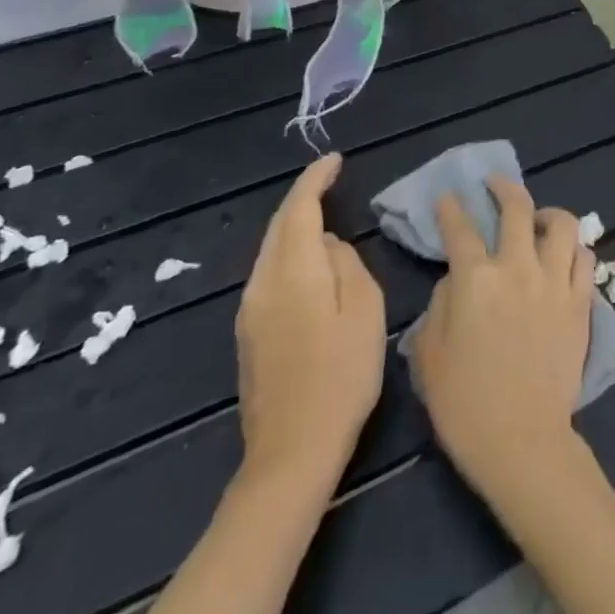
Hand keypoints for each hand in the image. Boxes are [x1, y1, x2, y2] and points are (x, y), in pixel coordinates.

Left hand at [235, 154, 386, 483]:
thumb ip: (347, 264)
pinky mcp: (249, 334)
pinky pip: (270, 274)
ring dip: (295, 227)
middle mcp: (261, 283)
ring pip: (271, 251)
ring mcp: (249, 311)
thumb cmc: (341, 375)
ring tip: (326, 217)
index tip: (335, 160)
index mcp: (291, 272)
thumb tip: (328, 246)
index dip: (315, 179)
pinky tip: (311, 265)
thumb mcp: (365, 310)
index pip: (298, 208)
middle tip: (331, 181)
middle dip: (303, 198)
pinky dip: (290, 254)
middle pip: (278, 226)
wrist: (291, 453)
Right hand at [410, 176, 595, 503]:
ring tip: (538, 219)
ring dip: (547, 213)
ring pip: (562, 224)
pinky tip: (563, 255)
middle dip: (502, 187)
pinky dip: (573, 249)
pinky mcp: (580, 301)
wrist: (522, 440)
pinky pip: (584, 258)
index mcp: (475, 278)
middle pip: (516, 207)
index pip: (460, 228)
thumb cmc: (464, 403)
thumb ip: (439, 304)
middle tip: (494, 184)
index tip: (447, 198)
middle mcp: (518, 267)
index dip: (451, 208)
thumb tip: (456, 279)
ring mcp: (555, 281)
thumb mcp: (429, 354)